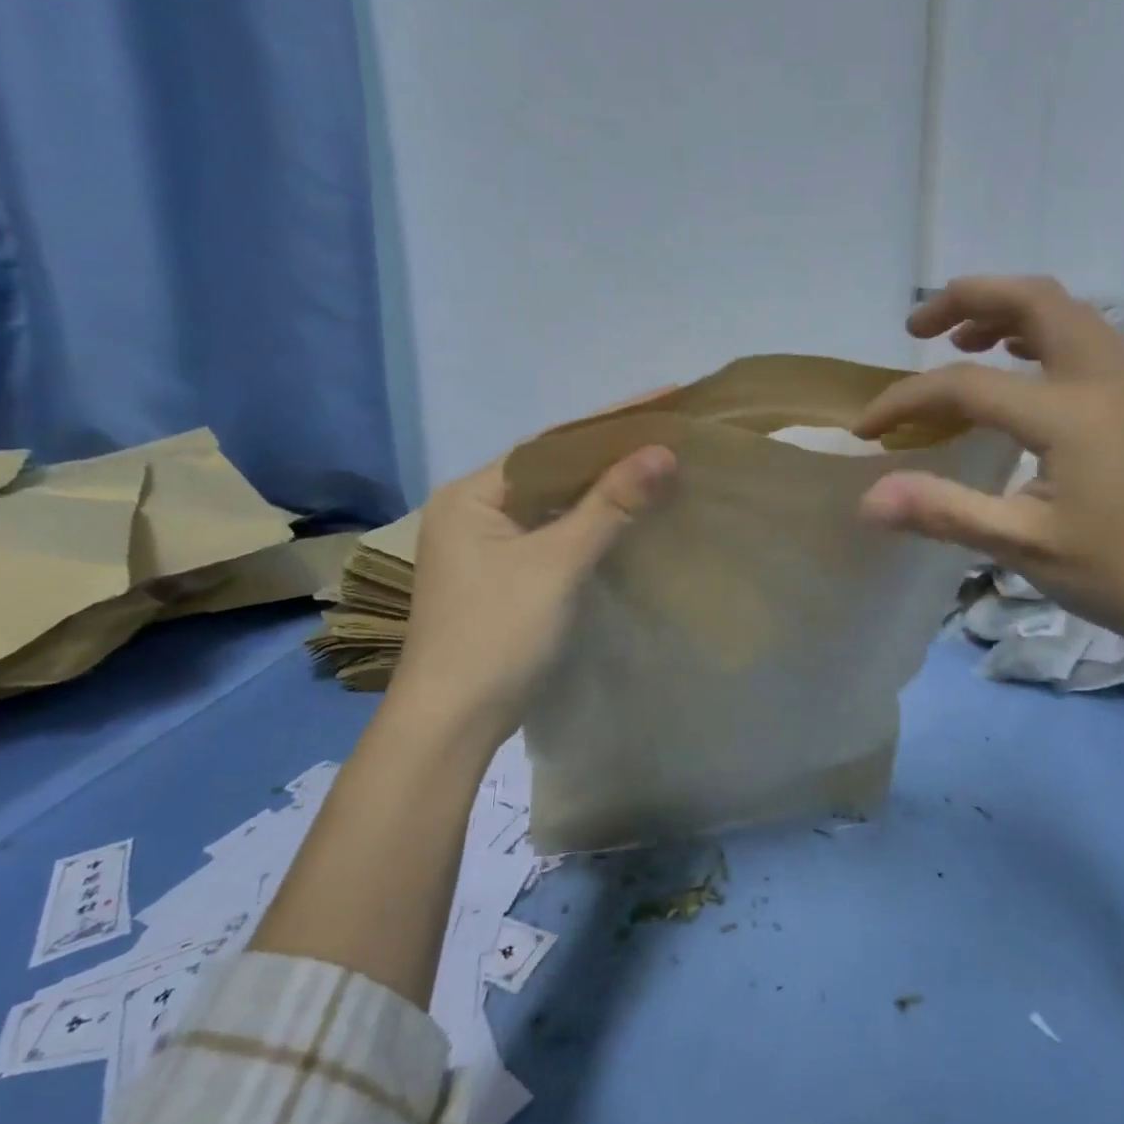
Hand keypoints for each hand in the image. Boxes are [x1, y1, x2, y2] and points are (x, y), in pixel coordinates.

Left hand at [383, 437, 676, 749]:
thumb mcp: (557, 565)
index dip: (609, 422)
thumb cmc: (497, 635)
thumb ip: (609, 506)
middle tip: (669, 430)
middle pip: (553, 471)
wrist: (453, 724)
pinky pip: (554, 534)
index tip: (664, 399)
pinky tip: (628, 515)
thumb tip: (663, 451)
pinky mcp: (503, 577)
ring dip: (603, 490)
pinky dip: (590, 524)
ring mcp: (486, 547)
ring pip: (555, 505)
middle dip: (610, 454)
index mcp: (472, 495)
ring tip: (659, 464)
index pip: (551, 444)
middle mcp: (473, 511)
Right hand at [854, 275, 1123, 648]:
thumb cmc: (1114, 571)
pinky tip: (1015, 363)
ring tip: (958, 338)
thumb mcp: (1021, 545)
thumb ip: (943, 511)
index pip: (967, 385)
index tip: (866, 429)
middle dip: (967, 298)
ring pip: (1064, 310)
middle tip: (916, 328)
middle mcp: (1100, 379)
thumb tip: (868, 499)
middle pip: (1034, 298)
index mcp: (1069, 413)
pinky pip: (1080, 336)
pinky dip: (1037, 330)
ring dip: (1005, 307)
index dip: (906, 400)